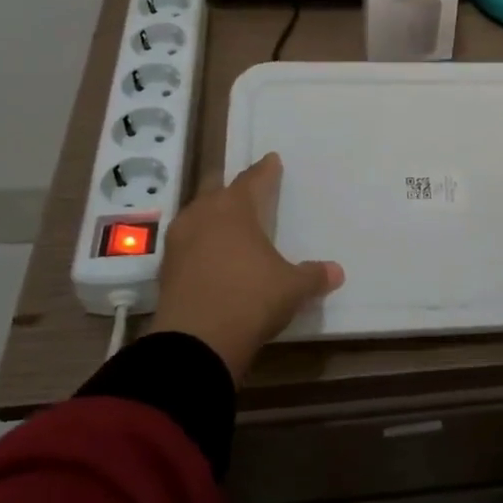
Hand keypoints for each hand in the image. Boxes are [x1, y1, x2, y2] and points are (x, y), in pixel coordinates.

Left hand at [147, 153, 342, 381]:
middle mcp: (203, 215)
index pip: (253, 180)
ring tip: (226, 223)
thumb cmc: (251, 298)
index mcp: (235, 208)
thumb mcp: (291, 288)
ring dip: (210, 215)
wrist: (195, 342)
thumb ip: (312, 275)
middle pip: (216, 189)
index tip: (272, 160)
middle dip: (230, 187)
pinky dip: (199, 244)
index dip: (265, 171)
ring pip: (196, 215)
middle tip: (244, 189)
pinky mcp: (166, 269)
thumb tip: (336, 272)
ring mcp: (179, 241)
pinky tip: (209, 256)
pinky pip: (186, 244)